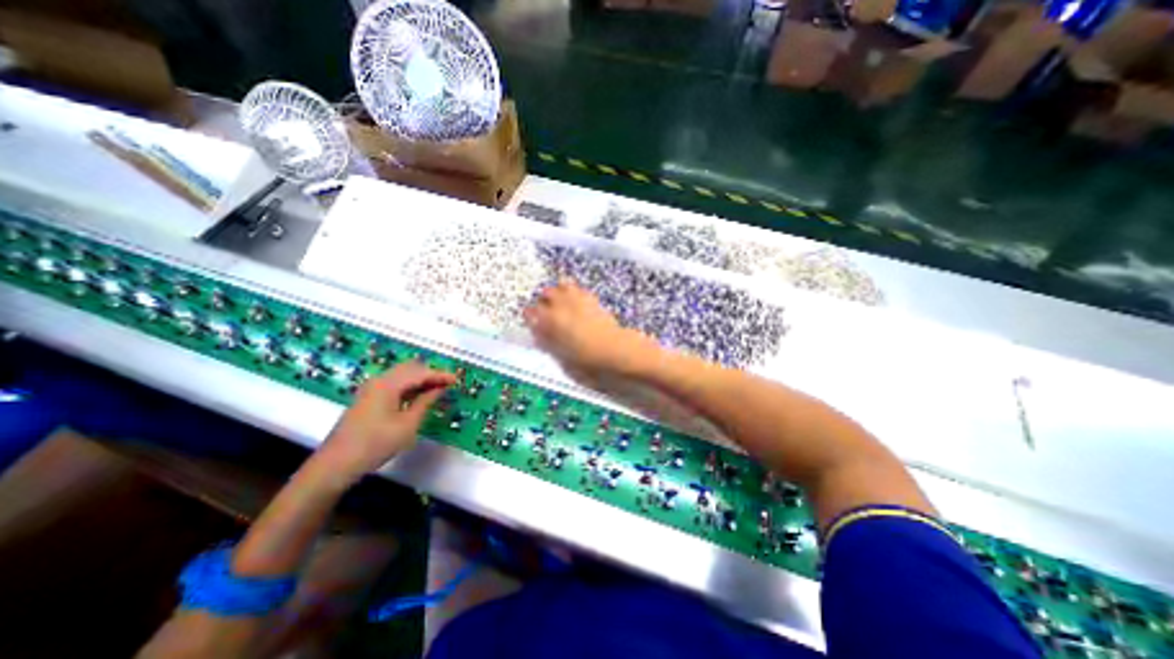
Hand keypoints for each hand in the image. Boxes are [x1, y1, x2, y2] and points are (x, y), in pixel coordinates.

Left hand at [309, 361, 456, 482]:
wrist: (335, 464)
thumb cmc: (375, 443)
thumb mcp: (408, 424)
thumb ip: (425, 402)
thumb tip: (440, 388)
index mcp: (388, 384)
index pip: (421, 373)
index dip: (440, 375)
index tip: (457, 380)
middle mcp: (379, 380)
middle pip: (410, 368)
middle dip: (430, 374)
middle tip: (447, 384)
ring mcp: (371, 388)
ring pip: (401, 375)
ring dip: (420, 379)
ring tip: (436, 389)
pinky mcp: (367, 398)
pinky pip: (393, 383)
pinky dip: (409, 386)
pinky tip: (417, 396)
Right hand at [523, 281, 651, 382]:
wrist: (615, 351)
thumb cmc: (585, 359)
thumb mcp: (560, 356)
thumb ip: (547, 342)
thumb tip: (539, 334)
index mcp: (550, 320)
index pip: (530, 312)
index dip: (529, 316)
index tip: (531, 320)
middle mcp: (562, 305)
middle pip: (546, 292)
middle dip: (543, 300)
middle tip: (545, 311)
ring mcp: (578, 299)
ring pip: (562, 284)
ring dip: (559, 291)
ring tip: (560, 301)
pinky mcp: (592, 299)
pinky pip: (578, 288)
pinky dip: (574, 292)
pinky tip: (576, 300)